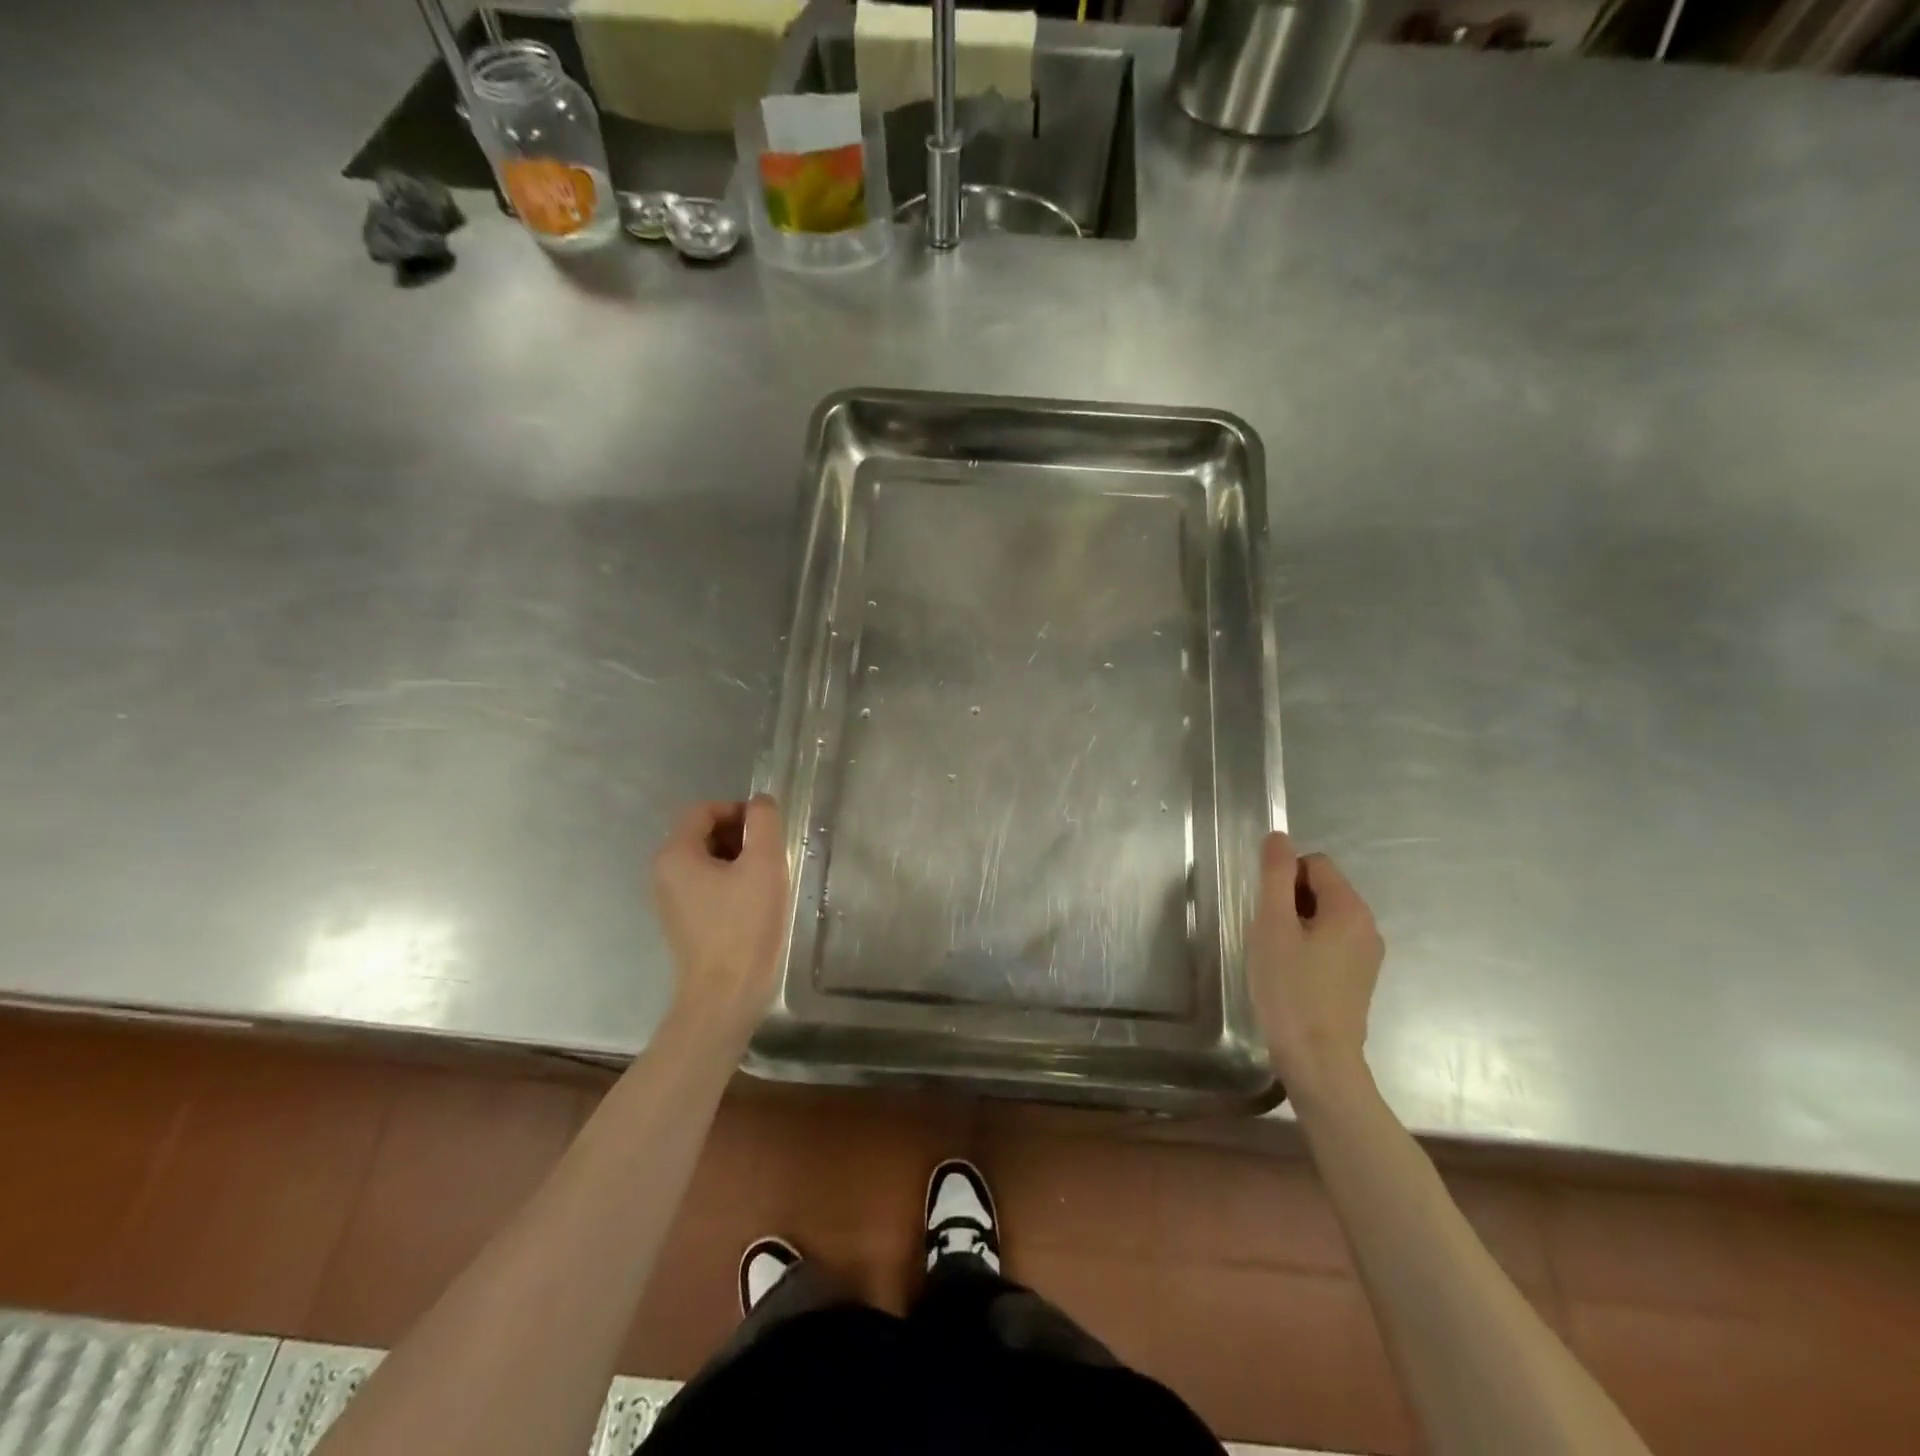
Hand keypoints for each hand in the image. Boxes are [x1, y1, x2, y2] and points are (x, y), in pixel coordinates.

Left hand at [652, 795, 790, 1044]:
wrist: (725, 996)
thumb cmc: (745, 926)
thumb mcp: (763, 865)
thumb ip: (763, 823)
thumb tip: (760, 803)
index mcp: (675, 854)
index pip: (704, 809)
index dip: (739, 811)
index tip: (768, 833)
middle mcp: (664, 872)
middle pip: (704, 832)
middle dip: (740, 836)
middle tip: (770, 857)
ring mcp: (671, 899)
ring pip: (707, 860)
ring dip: (739, 860)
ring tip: (766, 881)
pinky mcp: (684, 921)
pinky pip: (706, 885)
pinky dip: (731, 883)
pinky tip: (754, 904)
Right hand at [1248, 832, 1384, 1101]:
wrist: (1318, 1060)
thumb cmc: (1290, 988)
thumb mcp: (1273, 925)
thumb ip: (1276, 876)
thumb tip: (1279, 836)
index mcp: (1351, 909)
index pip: (1315, 864)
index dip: (1284, 879)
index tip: (1267, 912)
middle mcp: (1368, 926)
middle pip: (1322, 889)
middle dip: (1290, 902)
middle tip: (1268, 936)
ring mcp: (1367, 955)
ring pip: (1324, 917)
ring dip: (1296, 926)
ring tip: (1277, 958)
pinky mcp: (1359, 979)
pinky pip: (1331, 943)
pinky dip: (1308, 948)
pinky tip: (1291, 976)